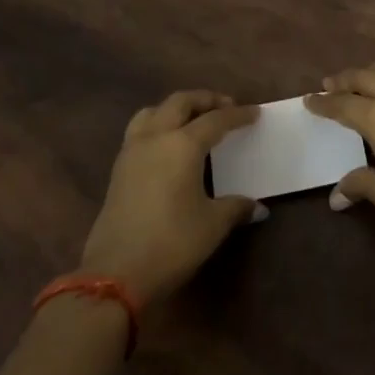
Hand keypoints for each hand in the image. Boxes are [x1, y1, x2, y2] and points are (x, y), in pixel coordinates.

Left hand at [79, 91, 264, 305]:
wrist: (115, 273)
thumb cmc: (172, 243)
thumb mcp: (212, 225)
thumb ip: (236, 207)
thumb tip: (258, 207)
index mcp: (182, 144)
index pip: (216, 120)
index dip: (238, 115)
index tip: (255, 113)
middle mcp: (155, 138)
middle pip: (180, 102)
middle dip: (205, 100)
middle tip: (226, 107)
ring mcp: (132, 152)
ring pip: (153, 112)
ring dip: (176, 109)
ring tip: (193, 120)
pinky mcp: (118, 170)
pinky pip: (139, 131)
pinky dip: (158, 125)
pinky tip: (169, 147)